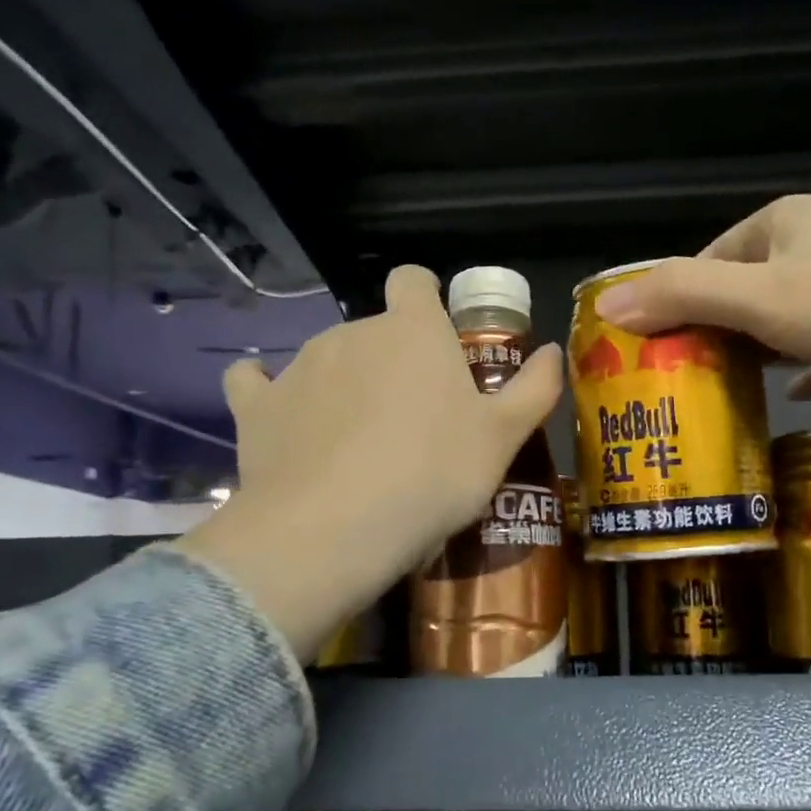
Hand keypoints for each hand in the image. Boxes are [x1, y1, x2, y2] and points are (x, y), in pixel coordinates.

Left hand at [177, 266, 561, 661]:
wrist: (334, 529)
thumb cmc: (434, 474)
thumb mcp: (503, 438)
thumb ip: (534, 388)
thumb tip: (554, 351)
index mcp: (413, 330)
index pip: (413, 281)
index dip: (425, 299)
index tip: (438, 337)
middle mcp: (352, 331)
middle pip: (376, 330)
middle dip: (393, 361)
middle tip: (415, 418)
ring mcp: (298, 365)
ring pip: (329, 359)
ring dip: (346, 384)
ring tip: (360, 444)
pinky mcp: (255, 406)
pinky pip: (256, 383)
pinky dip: (271, 394)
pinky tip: (283, 419)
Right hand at [593, 194, 810, 402]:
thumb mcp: (759, 296)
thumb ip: (683, 296)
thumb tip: (606, 307)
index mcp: (781, 223)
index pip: (706, 259)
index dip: (672, 300)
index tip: (647, 348)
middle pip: (741, 292)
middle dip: (710, 332)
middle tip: (675, 380)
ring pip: (782, 323)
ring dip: (754, 354)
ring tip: (716, 393)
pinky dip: (804, 370)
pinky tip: (789, 396)